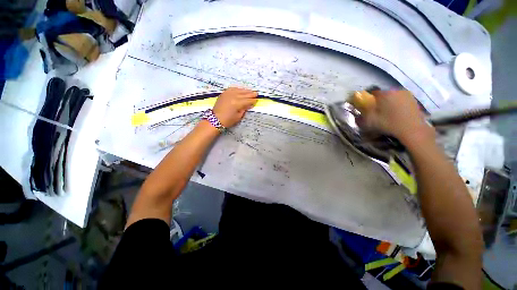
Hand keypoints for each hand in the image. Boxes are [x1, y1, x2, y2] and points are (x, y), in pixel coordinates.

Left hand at [213, 87, 257, 127]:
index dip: (253, 101)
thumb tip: (249, 105)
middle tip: (256, 93)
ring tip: (250, 91)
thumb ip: (244, 109)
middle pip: (244, 94)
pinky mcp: (224, 93)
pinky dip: (237, 89)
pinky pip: (232, 89)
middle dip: (251, 94)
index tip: (257, 100)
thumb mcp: (238, 116)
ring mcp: (228, 94)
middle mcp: (233, 96)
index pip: (247, 101)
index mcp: (237, 103)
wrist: (215, 119)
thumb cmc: (228, 121)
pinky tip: (240, 89)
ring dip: (245, 90)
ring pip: (239, 90)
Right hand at [357, 90, 434, 144]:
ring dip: (388, 101)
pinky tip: (396, 113)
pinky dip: (397, 104)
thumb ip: (363, 114)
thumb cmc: (389, 124)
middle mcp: (396, 90)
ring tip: (387, 112)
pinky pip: (401, 99)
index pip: (372, 92)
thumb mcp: (370, 121)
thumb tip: (359, 110)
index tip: (366, 105)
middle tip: (377, 110)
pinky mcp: (413, 100)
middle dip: (379, 100)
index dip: (368, 98)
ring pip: (393, 96)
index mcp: (385, 93)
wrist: (412, 129)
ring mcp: (406, 94)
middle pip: (384, 93)